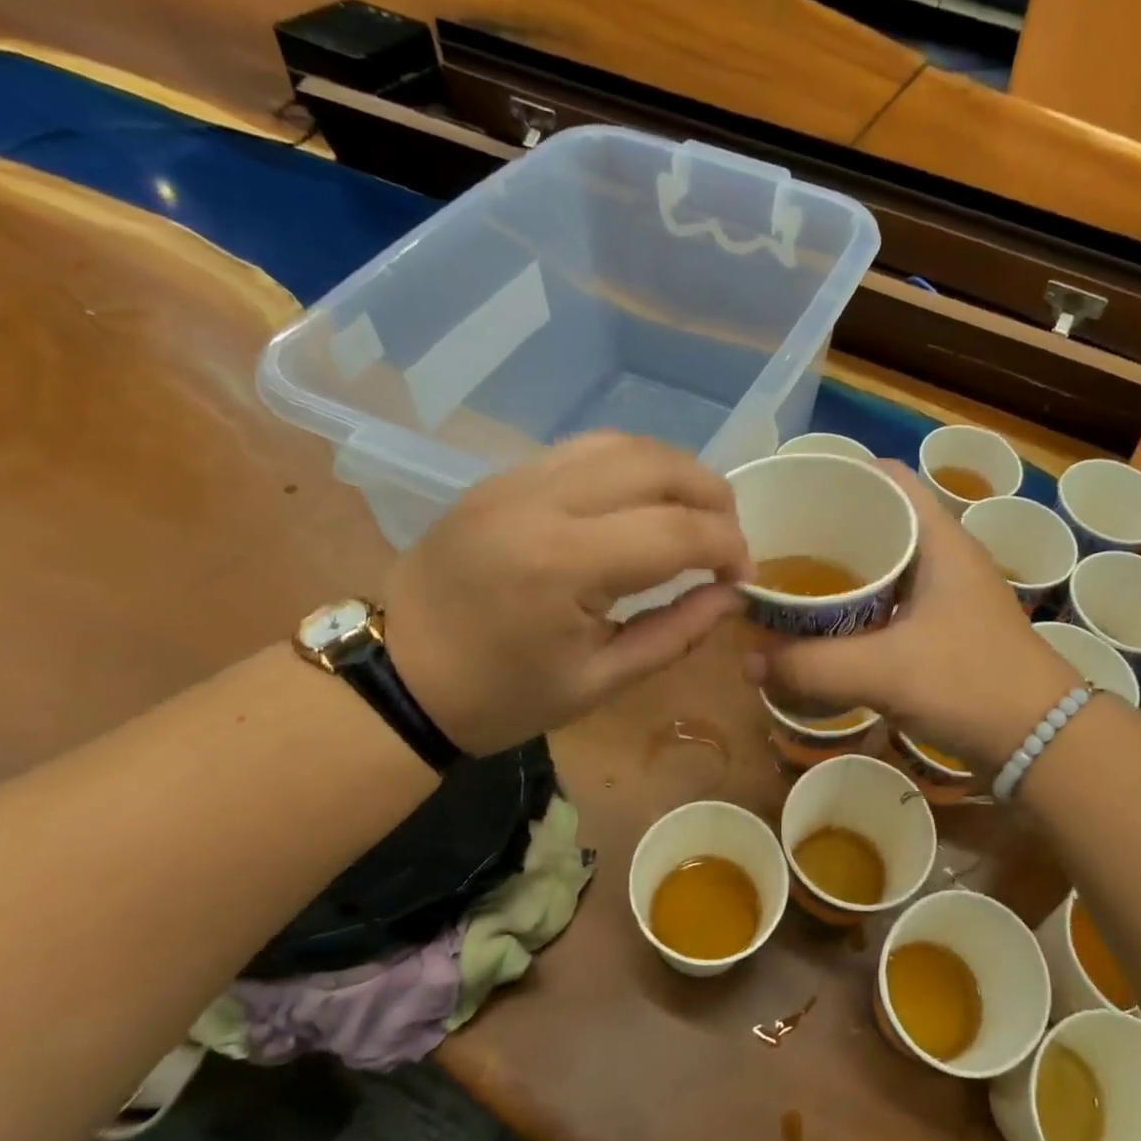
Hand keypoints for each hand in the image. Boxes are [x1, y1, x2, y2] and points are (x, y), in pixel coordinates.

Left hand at [383, 432, 750, 755]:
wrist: (398, 677)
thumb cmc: (501, 696)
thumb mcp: (600, 683)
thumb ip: (675, 633)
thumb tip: (732, 595)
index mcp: (564, 565)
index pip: (678, 530)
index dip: (729, 547)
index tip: (742, 576)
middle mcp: (542, 502)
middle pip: (657, 464)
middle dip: (713, 495)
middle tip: (728, 537)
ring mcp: (515, 480)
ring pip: (622, 443)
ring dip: (675, 472)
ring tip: (695, 512)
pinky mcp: (501, 477)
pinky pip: (584, 450)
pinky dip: (632, 467)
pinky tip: (643, 501)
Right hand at [748, 462, 1079, 767]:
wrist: (1041, 741)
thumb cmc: (970, 682)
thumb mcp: (884, 671)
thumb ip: (812, 666)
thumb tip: (748, 662)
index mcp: (940, 540)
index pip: (890, 478)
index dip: (843, 475)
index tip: (792, 491)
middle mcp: (946, 557)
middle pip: (882, 520)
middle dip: (830, 527)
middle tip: (778, 541)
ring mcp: (948, 595)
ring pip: (886, 564)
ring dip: (843, 571)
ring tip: (792, 579)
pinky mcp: (946, 630)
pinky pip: (892, 602)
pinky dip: (859, 606)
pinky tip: (828, 626)